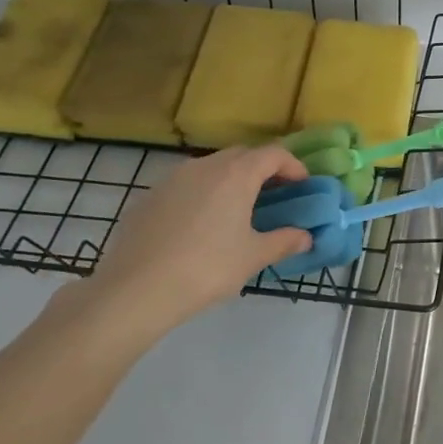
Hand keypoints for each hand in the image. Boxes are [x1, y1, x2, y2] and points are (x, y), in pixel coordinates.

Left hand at [65, 145, 312, 340]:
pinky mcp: (149, 197)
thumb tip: (306, 237)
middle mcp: (204, 166)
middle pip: (242, 154)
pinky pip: (186, 185)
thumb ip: (284, 241)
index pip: (273, 154)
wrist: (136, 289)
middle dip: (263, 169)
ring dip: (231, 179)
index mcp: (236, 175)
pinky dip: (203, 193)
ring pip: (211, 167)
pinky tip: (202, 224)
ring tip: (239, 208)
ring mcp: (172, 179)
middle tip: (275, 194)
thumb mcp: (253, 257)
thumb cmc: (207, 268)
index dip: (293, 165)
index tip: (303, 184)